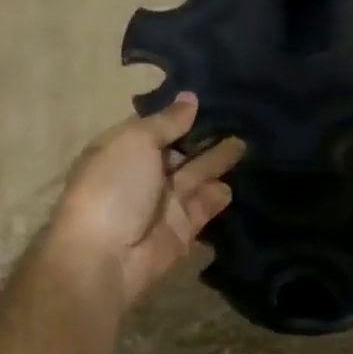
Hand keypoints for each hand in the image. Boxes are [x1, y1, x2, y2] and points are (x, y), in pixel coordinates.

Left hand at [48, 94, 245, 309]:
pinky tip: (241, 179)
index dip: (183, 114)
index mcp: (125, 150)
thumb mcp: (135, 141)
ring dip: (219, 162)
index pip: (158, 127)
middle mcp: (145, 174)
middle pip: (181, 152)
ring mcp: (165, 204)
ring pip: (198, 177)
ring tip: (247, 142)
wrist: (106, 257)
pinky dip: (221, 195)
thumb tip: (191, 98)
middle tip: (241, 117)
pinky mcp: (184, 230)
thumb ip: (167, 121)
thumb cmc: (113, 188)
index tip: (214, 96)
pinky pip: (206, 207)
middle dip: (206, 137)